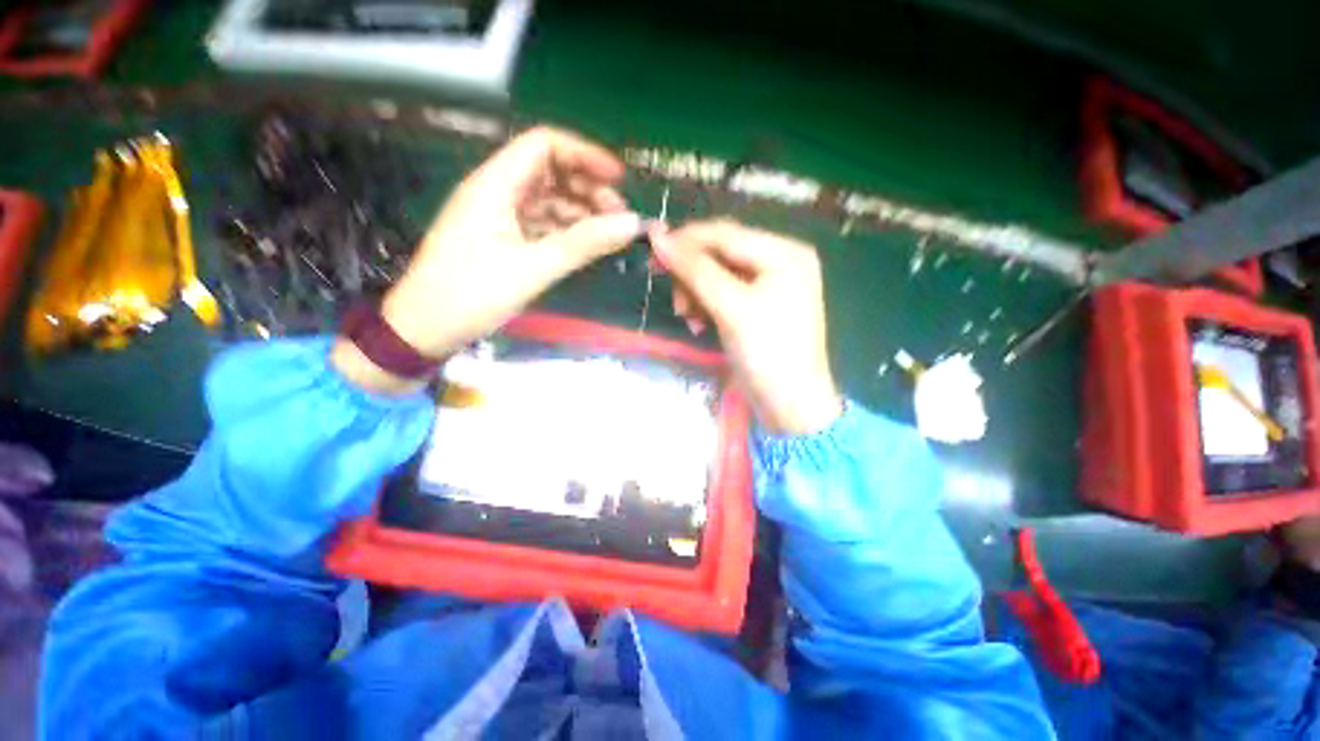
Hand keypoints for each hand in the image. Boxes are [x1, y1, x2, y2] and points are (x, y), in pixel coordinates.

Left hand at [334, 127, 642, 392]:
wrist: (426, 329)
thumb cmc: (472, 294)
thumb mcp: (533, 267)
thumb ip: (584, 243)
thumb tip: (632, 224)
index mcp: (495, 185)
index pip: (544, 146)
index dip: (585, 155)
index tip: (620, 179)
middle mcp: (496, 192)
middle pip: (549, 172)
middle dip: (587, 188)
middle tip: (619, 216)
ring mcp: (498, 217)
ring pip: (547, 200)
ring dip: (579, 211)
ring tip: (609, 234)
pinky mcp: (501, 240)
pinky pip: (540, 224)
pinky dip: (565, 231)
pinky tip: (585, 245)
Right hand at [650, 220, 842, 434]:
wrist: (790, 406)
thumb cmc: (768, 353)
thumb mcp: (732, 308)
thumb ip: (695, 270)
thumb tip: (657, 236)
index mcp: (784, 252)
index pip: (726, 233)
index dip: (686, 241)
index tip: (652, 253)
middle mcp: (779, 261)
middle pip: (721, 253)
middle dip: (692, 276)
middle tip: (677, 302)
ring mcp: (769, 285)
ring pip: (717, 275)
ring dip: (696, 294)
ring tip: (688, 319)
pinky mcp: (757, 307)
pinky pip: (722, 294)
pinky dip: (705, 306)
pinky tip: (699, 325)